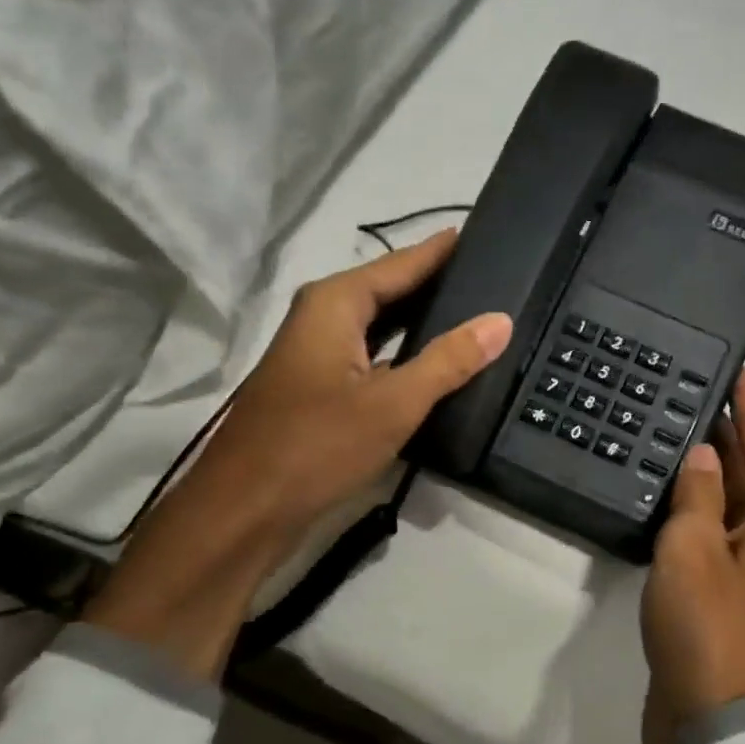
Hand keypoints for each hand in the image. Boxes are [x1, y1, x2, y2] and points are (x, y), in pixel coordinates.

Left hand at [84, 228, 509, 679]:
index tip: (481, 234)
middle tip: (492, 279)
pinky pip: (371, 356)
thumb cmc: (317, 446)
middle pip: (388, 290)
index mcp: (334, 304)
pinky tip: (434, 367)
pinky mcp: (317, 389)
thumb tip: (499, 320)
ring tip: (474, 317)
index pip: (401, 263)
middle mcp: (321, 318)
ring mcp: (316, 355)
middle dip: (436, 285)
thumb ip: (449, 360)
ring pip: (379, 326)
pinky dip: (403, 355)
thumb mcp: (394, 403)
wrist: (245, 509)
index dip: (440, 251)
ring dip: (421, 322)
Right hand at [639, 366, 744, 743]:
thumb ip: (699, 493)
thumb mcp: (693, 547)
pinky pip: (721, 527)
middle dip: (729, 430)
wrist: (713, 719)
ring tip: (679, 425)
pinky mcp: (736, 587)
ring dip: (713, 466)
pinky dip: (701, 503)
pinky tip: (674, 487)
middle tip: (695, 388)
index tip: (741, 366)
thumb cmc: (708, 625)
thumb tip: (705, 455)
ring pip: (737, 496)